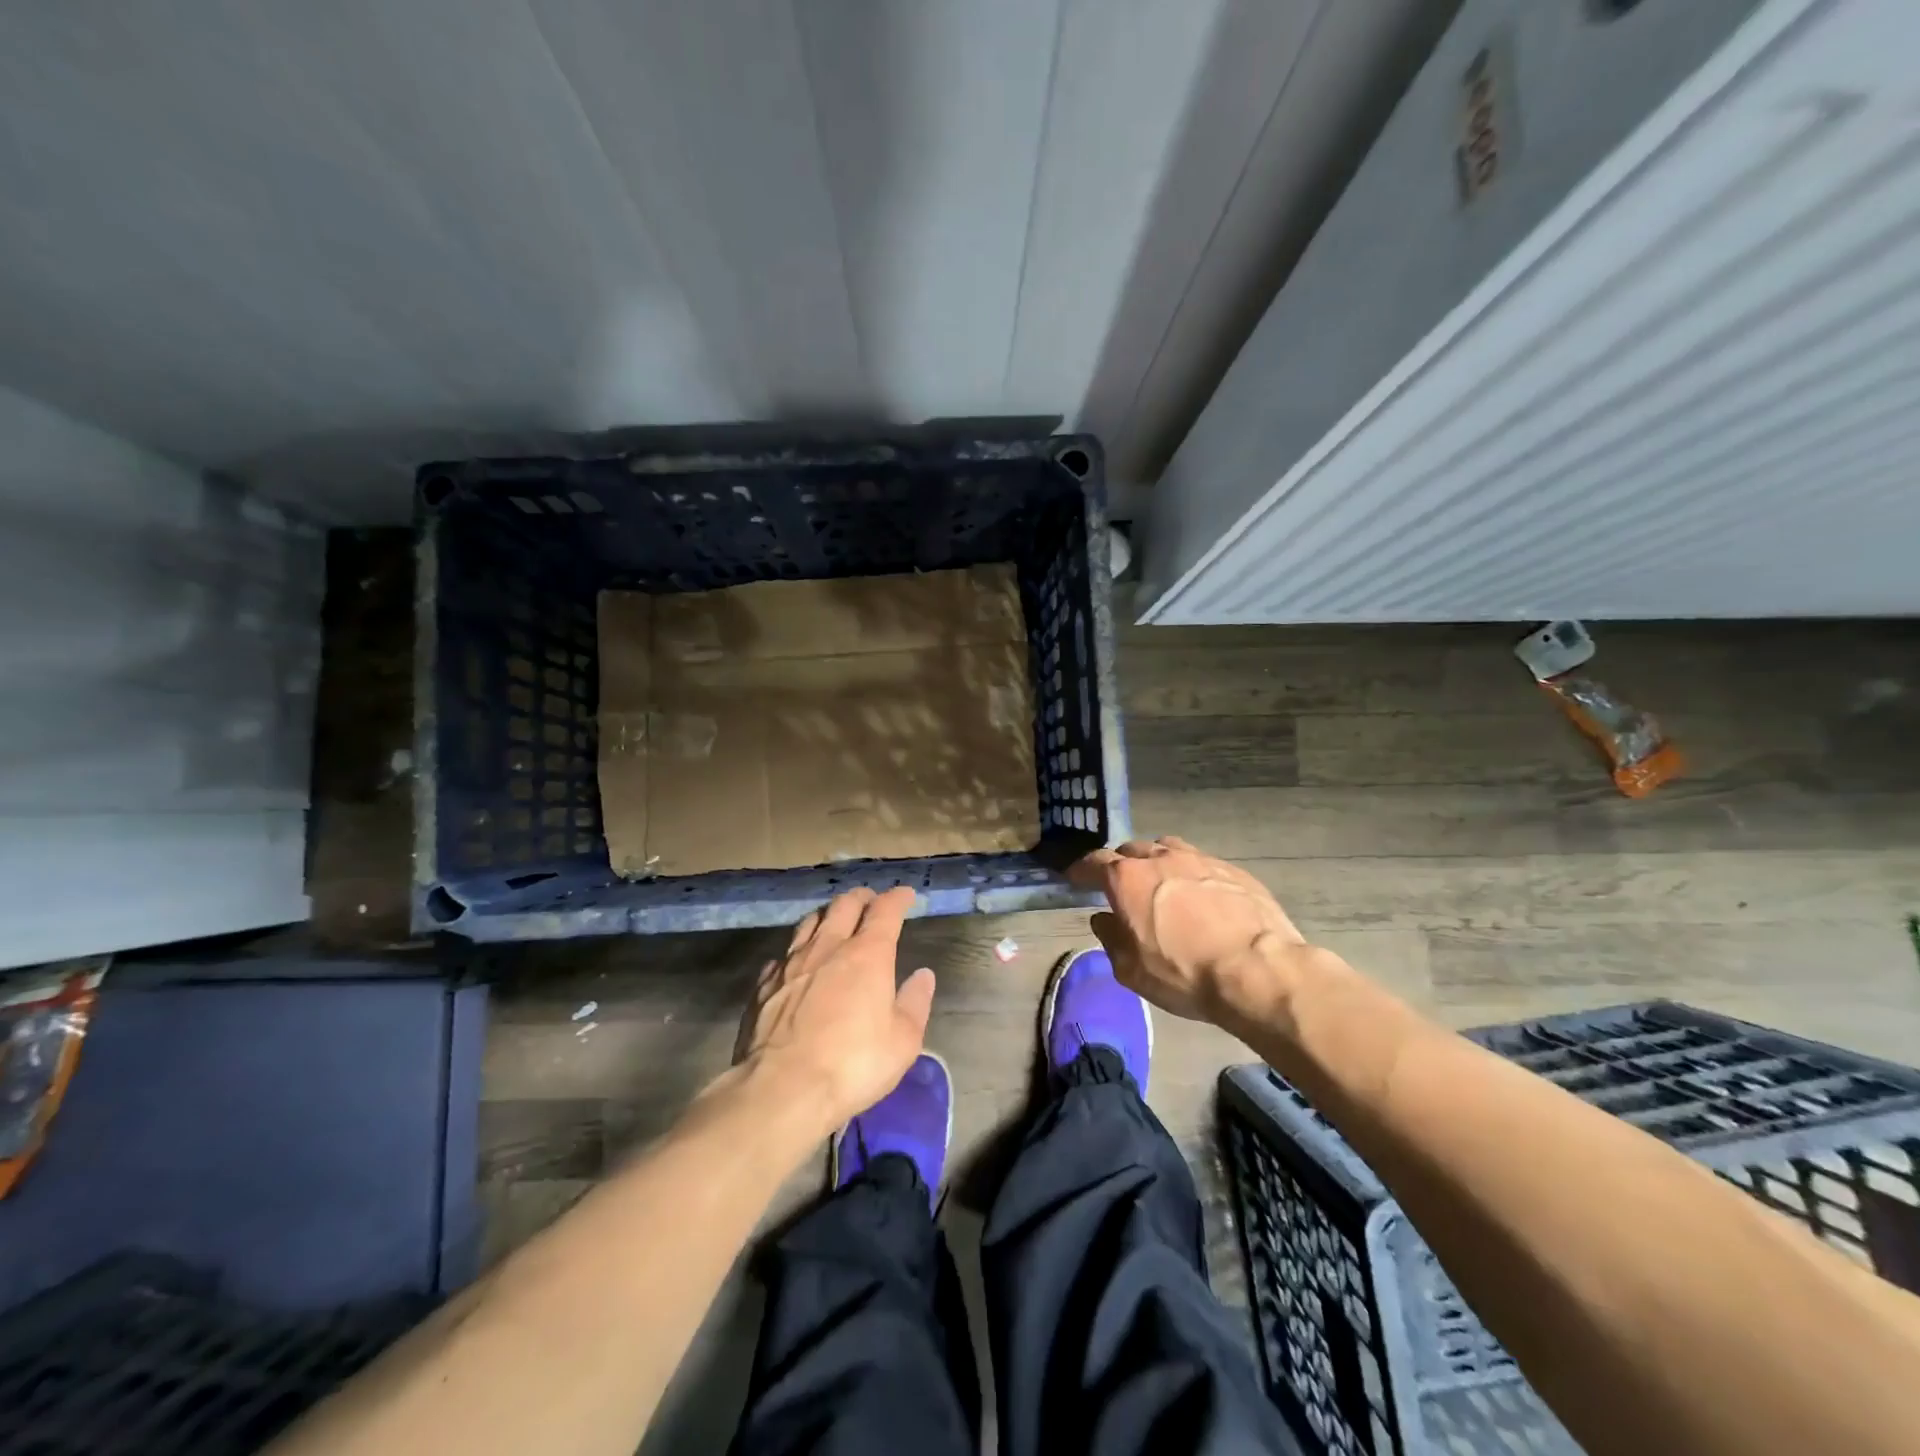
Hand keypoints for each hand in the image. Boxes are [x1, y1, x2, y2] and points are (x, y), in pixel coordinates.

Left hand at [735, 887, 933, 1135]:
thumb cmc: (853, 1065)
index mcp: (868, 954)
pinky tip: (797, 962)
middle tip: (870, 902)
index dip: (897, 898)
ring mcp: (791, 963)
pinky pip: (783, 954)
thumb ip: (915, 1003)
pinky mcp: (763, 984)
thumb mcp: (902, 1042)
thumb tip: (923, 976)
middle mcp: (828, 947)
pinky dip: (797, 950)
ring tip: (834, 921)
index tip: (905, 895)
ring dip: (827, 916)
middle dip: (861, 898)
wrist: (781, 1090)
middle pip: (844, 905)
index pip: (885, 910)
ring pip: (810, 922)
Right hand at [1071, 836, 1310, 1025]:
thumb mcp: (1131, 970)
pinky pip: (1201, 863)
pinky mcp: (1233, 870)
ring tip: (1161, 883)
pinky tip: (1202, 898)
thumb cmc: (1184, 973)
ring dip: (1157, 862)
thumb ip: (1111, 939)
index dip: (1082, 870)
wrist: (1258, 970)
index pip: (1094, 863)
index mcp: (1128, 879)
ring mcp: (1200, 859)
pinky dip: (1191, 875)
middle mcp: (1160, 858)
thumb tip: (1104, 919)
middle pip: (1132, 850)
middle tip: (1122, 886)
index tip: (1075, 877)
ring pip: (1168, 849)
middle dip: (1121, 865)